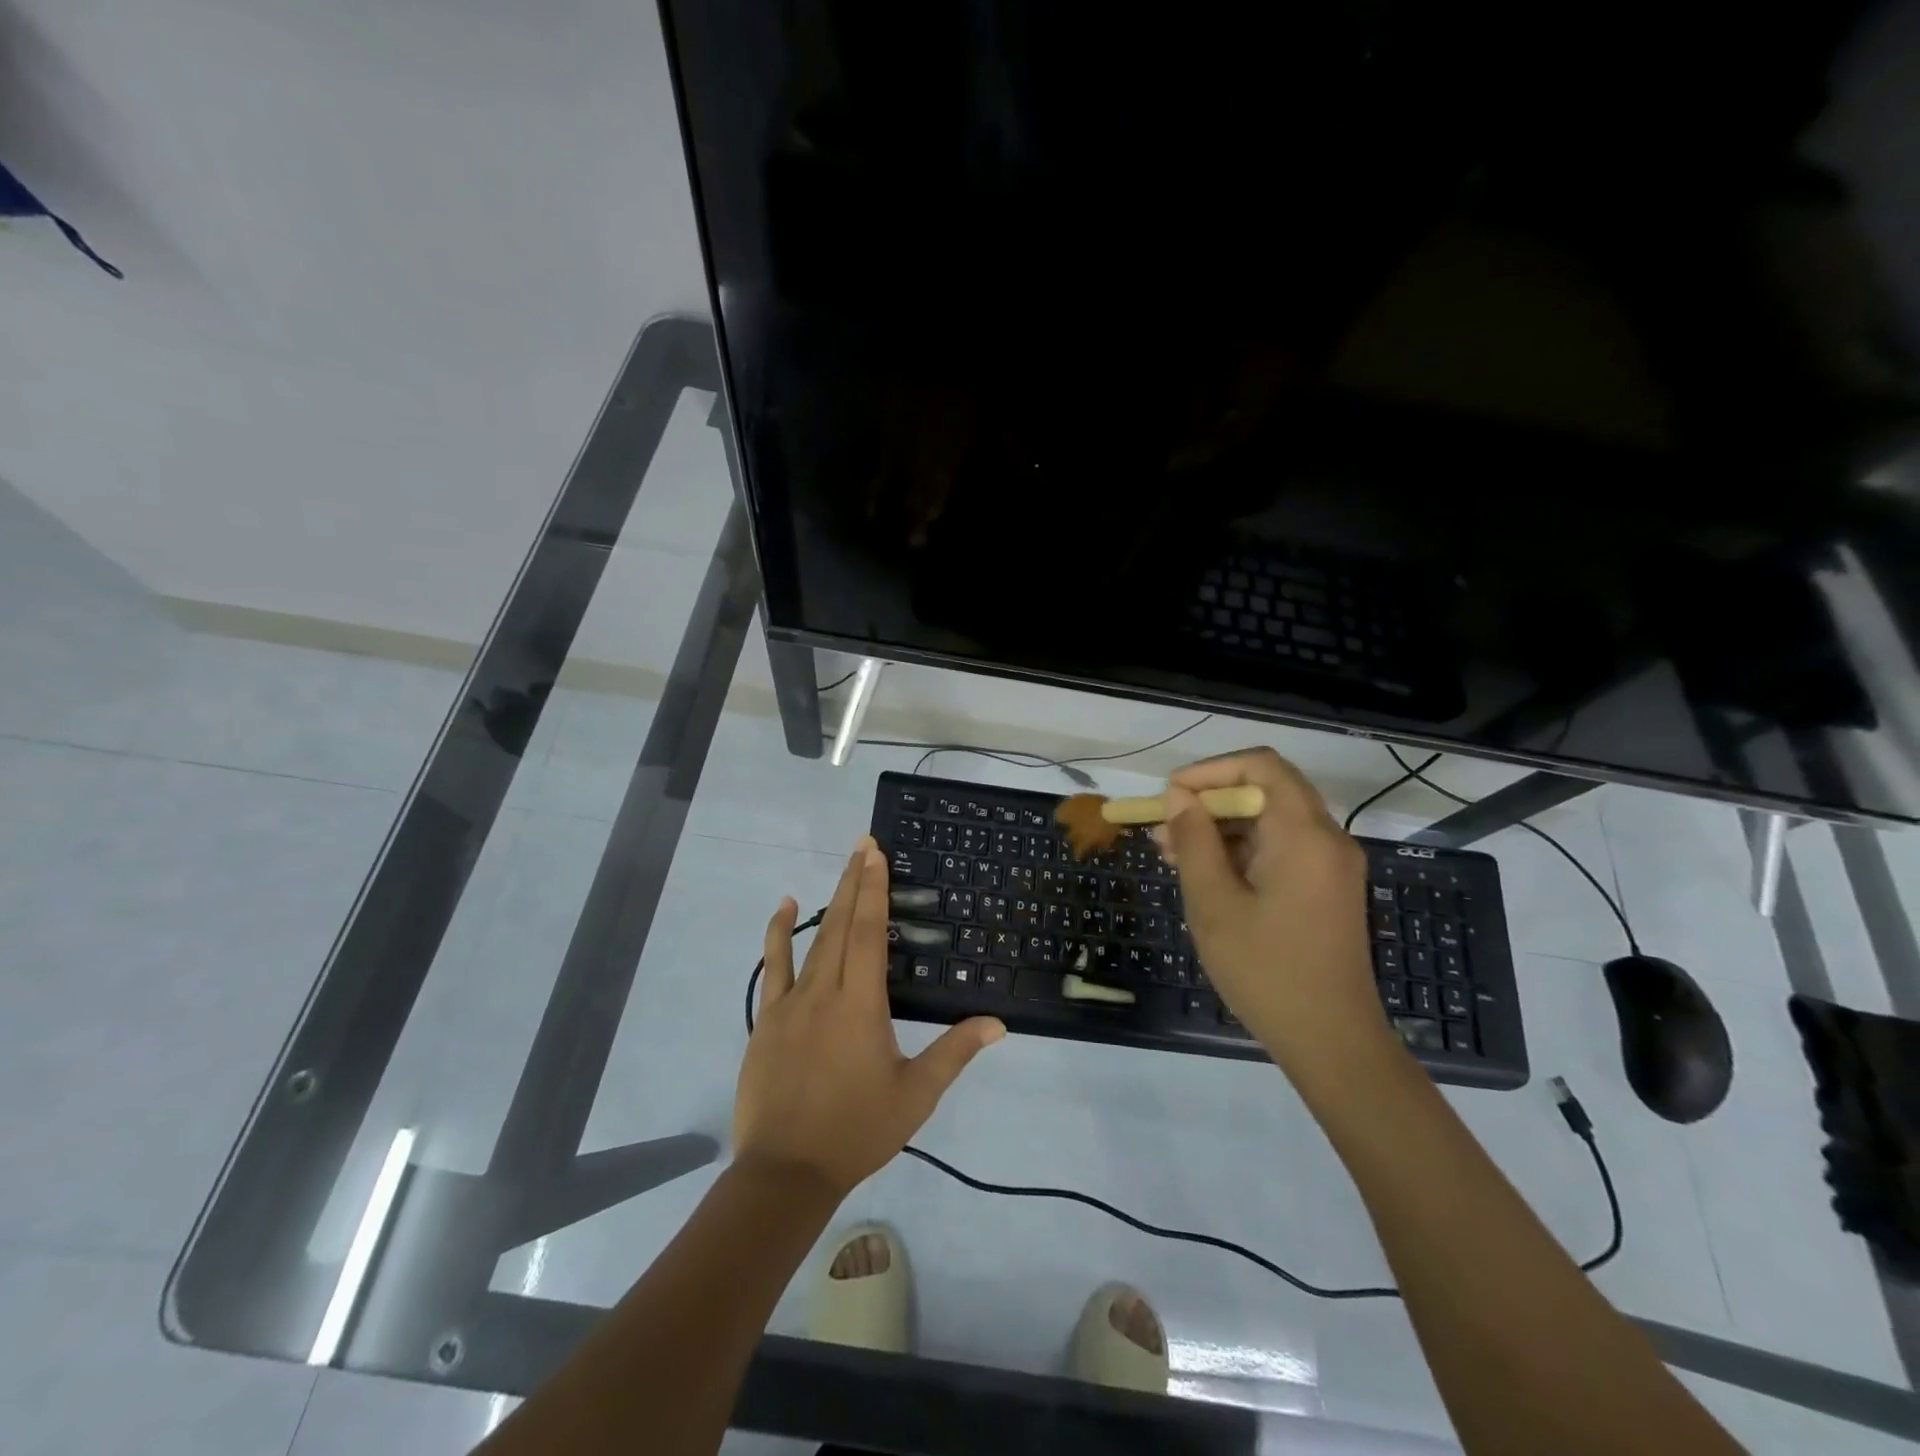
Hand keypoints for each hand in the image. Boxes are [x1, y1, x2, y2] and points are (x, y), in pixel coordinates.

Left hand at [735, 837, 1005, 1198]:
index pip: (869, 933)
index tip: (876, 854)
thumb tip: (997, 1023)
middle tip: (864, 844)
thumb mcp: (915, 1095)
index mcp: (861, 1005)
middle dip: (854, 881)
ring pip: (812, 939)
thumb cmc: (857, 1130)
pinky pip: (774, 965)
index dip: (873, 889)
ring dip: (829, 900)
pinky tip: (783, 907)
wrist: (786, 1171)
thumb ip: (954, 1053)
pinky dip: (777, 933)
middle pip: (841, 924)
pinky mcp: (768, 1017)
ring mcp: (791, 1002)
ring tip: (843, 867)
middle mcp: (825, 991)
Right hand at [1154, 749, 1392, 1070]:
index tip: (1171, 795)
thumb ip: (1194, 841)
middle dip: (1209, 802)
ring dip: (1221, 828)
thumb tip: (1178, 798)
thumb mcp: (1214, 903)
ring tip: (1172, 853)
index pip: (1260, 765)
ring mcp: (1330, 865)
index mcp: (1304, 834)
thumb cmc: (1266, 970)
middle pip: (1265, 790)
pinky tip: (1205, 874)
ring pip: (1270, 821)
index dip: (1210, 770)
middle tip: (1163, 828)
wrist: (1331, 1041)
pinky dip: (1241, 851)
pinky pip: (1280, 849)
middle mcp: (1326, 839)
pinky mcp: (1326, 889)